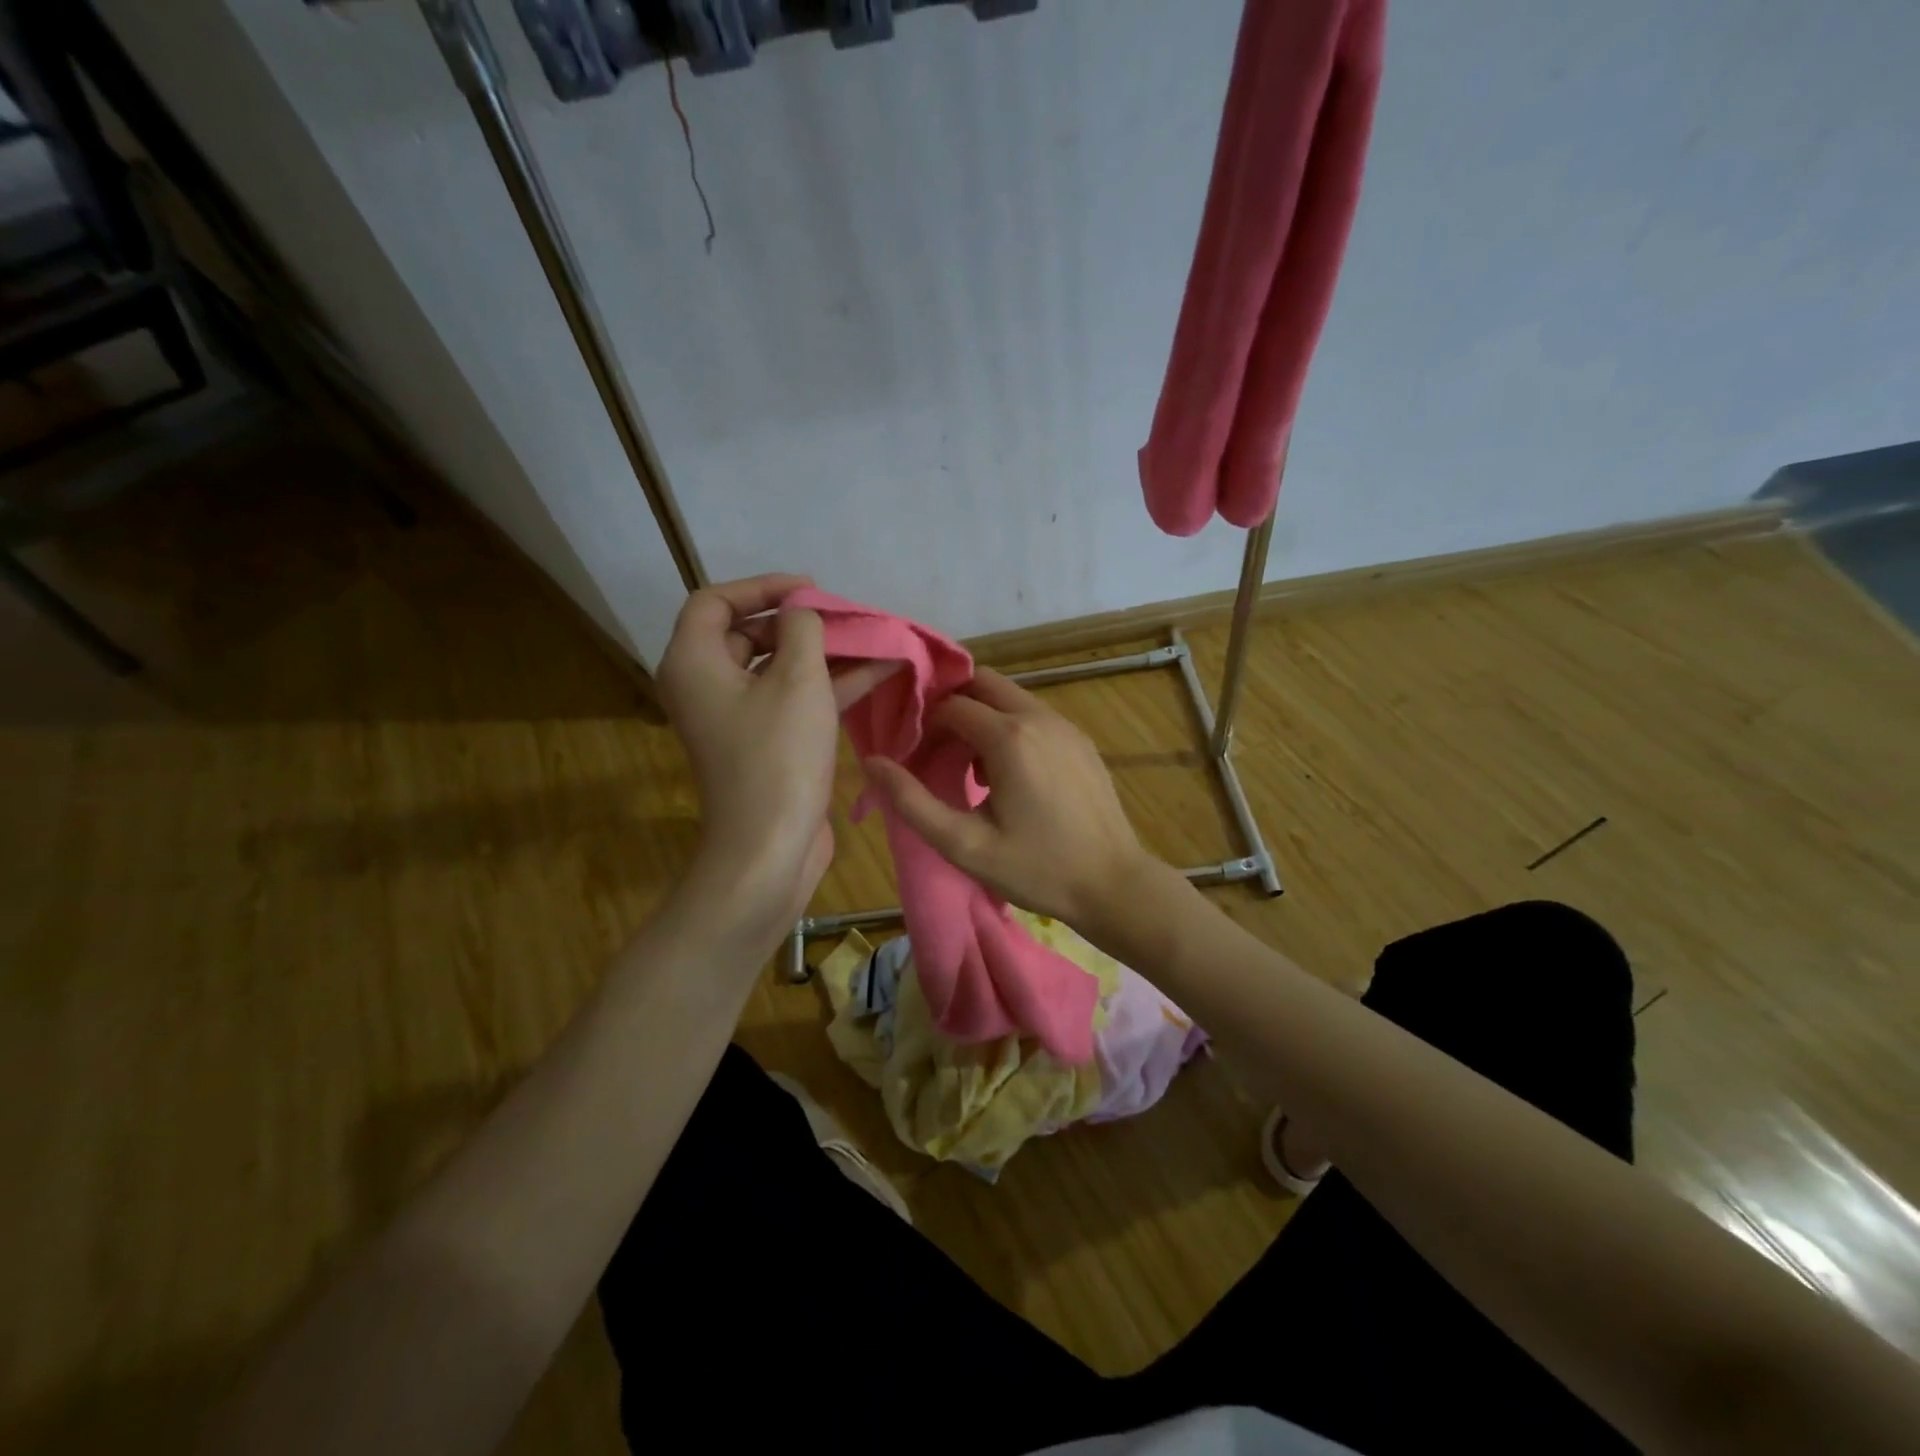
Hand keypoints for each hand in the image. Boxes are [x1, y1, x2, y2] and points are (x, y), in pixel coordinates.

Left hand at [656, 574, 892, 939]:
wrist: (770, 848)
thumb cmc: (778, 757)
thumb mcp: (798, 680)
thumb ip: (804, 630)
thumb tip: (803, 615)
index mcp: (694, 662)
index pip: (715, 601)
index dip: (763, 587)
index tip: (812, 590)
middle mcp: (706, 686)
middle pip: (749, 634)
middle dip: (801, 622)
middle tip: (846, 617)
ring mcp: (736, 718)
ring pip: (778, 669)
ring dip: (825, 654)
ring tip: (874, 639)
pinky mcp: (763, 744)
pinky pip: (792, 700)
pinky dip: (828, 685)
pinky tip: (880, 672)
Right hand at [861, 667, 1155, 928]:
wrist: (1113, 884)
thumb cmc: (1036, 869)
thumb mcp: (964, 845)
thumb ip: (911, 802)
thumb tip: (872, 763)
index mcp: (1009, 737)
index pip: (950, 705)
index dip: (923, 726)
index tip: (912, 758)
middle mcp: (1039, 717)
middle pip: (981, 684)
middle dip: (951, 707)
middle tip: (935, 748)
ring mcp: (1066, 726)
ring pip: (1009, 697)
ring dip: (981, 717)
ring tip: (968, 769)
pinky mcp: (1081, 741)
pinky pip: (1034, 716)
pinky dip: (1010, 728)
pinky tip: (1008, 775)